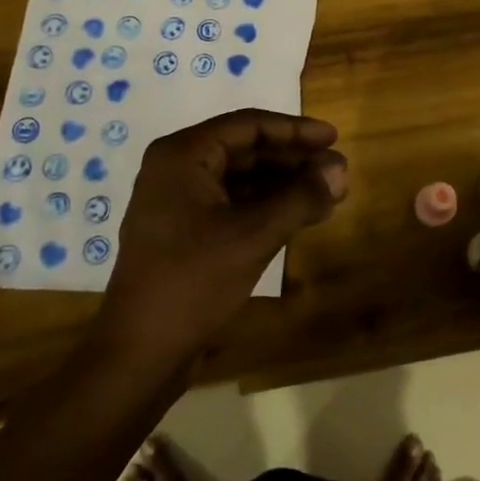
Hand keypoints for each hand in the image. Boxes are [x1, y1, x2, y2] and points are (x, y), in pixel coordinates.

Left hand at [96, 110, 347, 367]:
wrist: (138, 354)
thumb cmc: (192, 282)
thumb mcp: (253, 235)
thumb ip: (300, 198)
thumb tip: (341, 168)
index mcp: (183, 155)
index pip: (248, 126)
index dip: (295, 130)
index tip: (334, 138)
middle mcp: (176, 169)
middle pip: (245, 150)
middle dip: (292, 160)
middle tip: (337, 171)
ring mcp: (177, 202)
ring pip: (240, 179)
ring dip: (283, 185)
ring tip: (328, 194)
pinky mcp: (184, 232)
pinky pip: (231, 204)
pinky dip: (265, 207)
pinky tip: (299, 217)